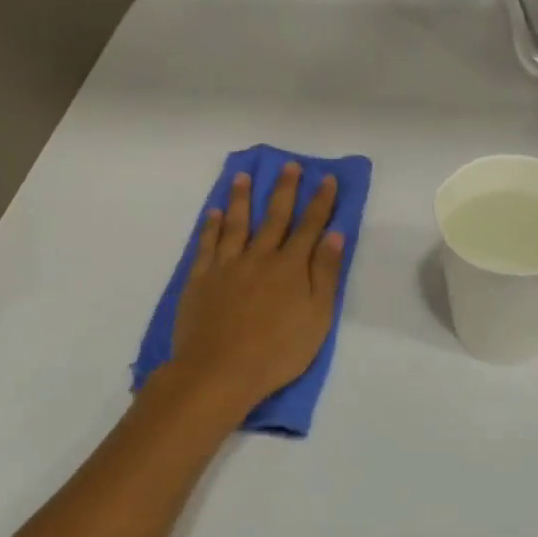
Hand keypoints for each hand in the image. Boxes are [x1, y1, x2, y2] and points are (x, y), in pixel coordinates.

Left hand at [167, 163, 344, 419]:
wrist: (219, 371)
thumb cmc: (277, 351)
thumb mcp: (317, 317)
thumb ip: (325, 273)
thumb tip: (336, 234)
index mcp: (291, 267)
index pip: (310, 226)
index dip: (321, 201)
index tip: (328, 179)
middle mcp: (260, 257)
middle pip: (275, 216)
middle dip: (285, 189)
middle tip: (290, 165)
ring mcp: (227, 265)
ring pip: (237, 223)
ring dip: (242, 198)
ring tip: (244, 176)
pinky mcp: (201, 278)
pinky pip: (207, 244)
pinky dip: (211, 226)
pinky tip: (214, 212)